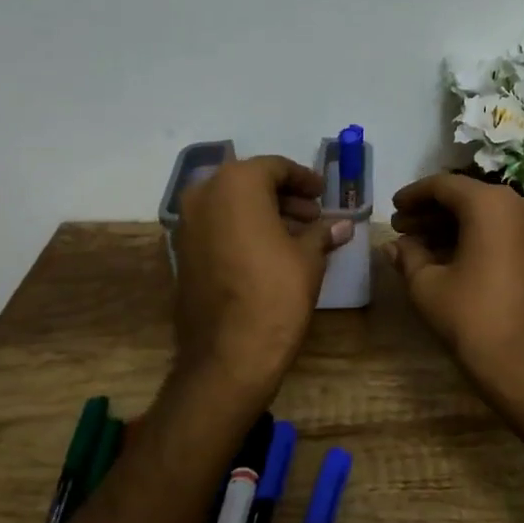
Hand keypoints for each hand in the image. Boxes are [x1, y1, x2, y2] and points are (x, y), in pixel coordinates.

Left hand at [171, 156, 351, 413]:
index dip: (303, 179)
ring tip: (297, 236)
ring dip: (263, 214)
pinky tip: (269, 253)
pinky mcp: (181, 253)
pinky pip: (216, 227)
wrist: (227, 355)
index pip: (275, 168)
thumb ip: (322, 233)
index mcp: (236, 184)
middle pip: (249, 183)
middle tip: (313, 216)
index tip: (322, 194)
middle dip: (283, 197)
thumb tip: (342, 225)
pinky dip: (241, 230)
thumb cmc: (275, 294)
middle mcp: (204, 195)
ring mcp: (186, 224)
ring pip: (230, 205)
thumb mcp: (308, 258)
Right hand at [385, 174, 523, 427]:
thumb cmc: (473, 319)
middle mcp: (520, 204)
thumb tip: (393, 245)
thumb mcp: (428, 286)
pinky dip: (477, 236)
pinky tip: (450, 255)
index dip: (413, 195)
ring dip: (453, 225)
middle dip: (431, 212)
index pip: (444, 185)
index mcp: (490, 204)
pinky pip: (504, 230)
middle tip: (401, 228)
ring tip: (419, 244)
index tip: (392, 208)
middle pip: (467, 197)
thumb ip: (408, 256)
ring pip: (486, 214)